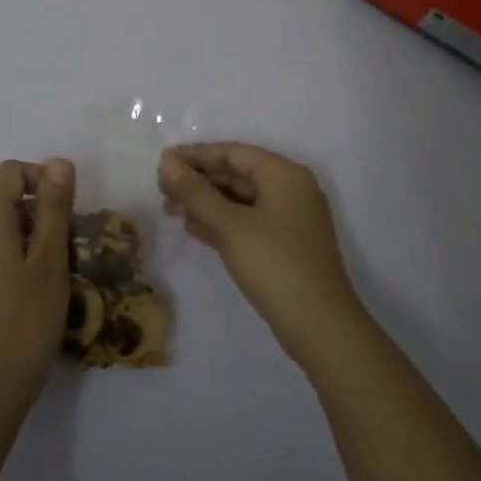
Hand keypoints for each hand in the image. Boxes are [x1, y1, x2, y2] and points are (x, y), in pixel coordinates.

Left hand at [0, 158, 74, 418]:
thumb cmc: (26, 319)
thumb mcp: (50, 259)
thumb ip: (54, 207)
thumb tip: (58, 162)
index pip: (10, 172)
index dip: (42, 179)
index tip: (68, 211)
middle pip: (4, 201)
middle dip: (40, 214)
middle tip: (68, 249)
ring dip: (28, 238)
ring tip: (52, 275)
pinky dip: (12, 258)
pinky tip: (29, 293)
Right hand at [159, 143, 367, 363]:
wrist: (319, 327)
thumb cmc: (274, 264)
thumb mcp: (229, 225)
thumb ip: (195, 191)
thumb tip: (167, 161)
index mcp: (284, 175)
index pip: (233, 153)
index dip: (196, 155)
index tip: (162, 162)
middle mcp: (290, 190)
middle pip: (236, 175)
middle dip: (198, 181)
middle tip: (161, 190)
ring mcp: (289, 220)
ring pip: (240, 200)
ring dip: (205, 203)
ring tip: (170, 210)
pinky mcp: (285, 246)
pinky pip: (247, 222)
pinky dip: (220, 222)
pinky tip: (193, 229)